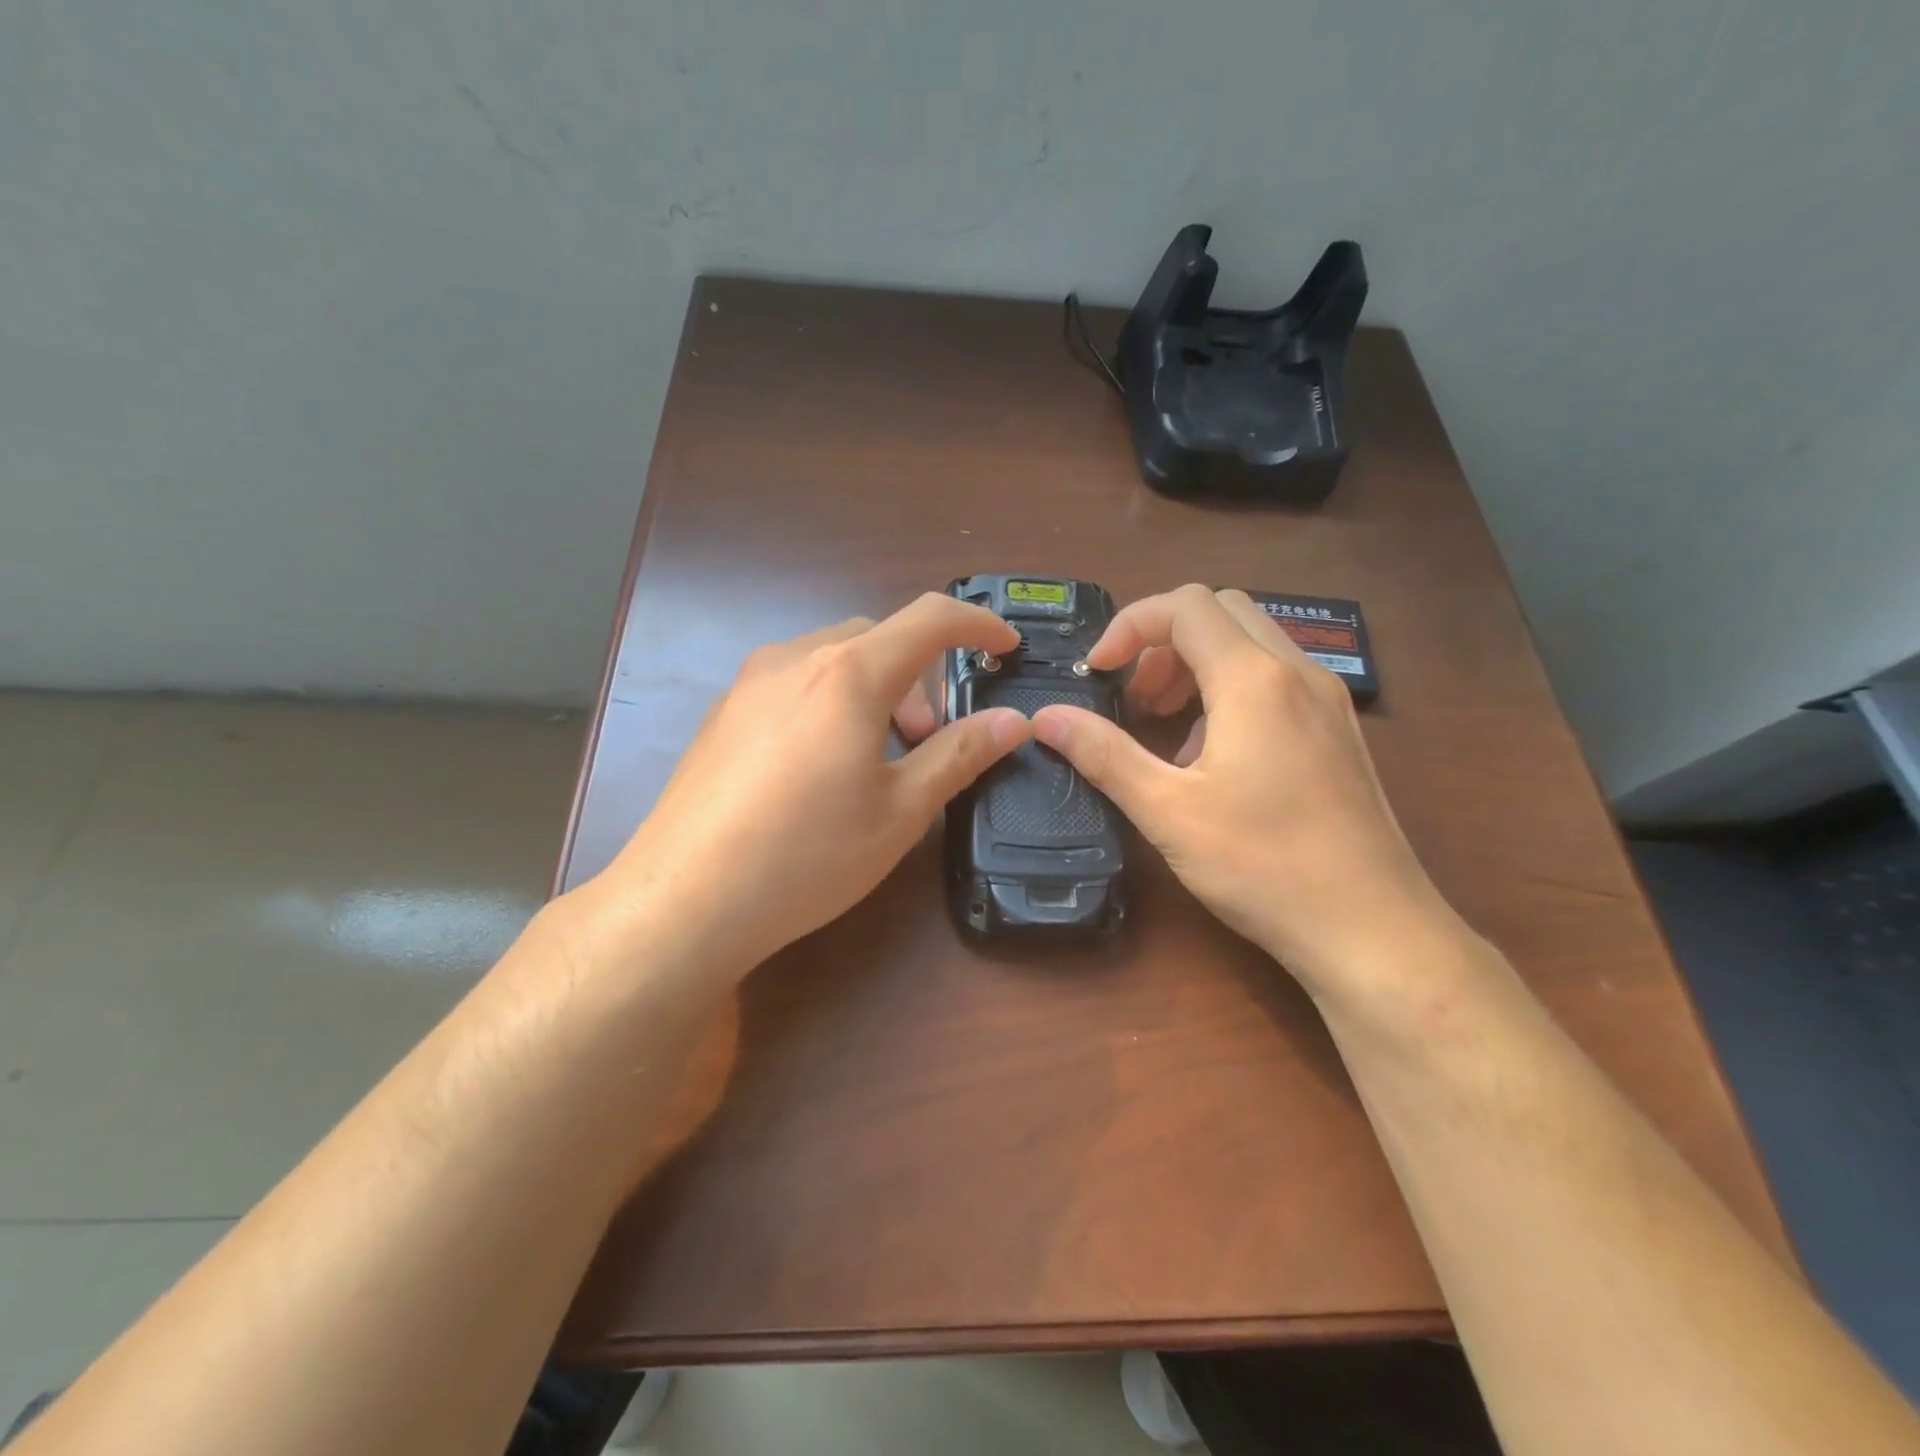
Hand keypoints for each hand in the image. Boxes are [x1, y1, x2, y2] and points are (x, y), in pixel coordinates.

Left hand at [597, 593, 1029, 975]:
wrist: (685, 900)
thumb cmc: (808, 855)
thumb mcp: (901, 810)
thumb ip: (960, 754)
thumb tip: (1012, 721)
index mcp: (849, 673)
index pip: (930, 619)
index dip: (978, 624)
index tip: (1005, 647)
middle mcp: (795, 659)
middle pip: (878, 638)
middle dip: (920, 677)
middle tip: (926, 740)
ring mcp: (749, 682)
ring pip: (832, 659)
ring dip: (873, 689)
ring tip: (874, 757)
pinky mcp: (722, 712)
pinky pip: (794, 683)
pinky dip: (831, 701)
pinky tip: (819, 767)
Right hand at [1030, 585, 1461, 1000]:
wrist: (1373, 929)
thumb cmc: (1265, 866)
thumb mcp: (1168, 811)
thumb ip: (1104, 755)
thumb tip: (1045, 717)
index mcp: (1254, 679)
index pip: (1185, 606)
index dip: (1129, 626)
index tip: (1097, 673)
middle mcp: (1297, 673)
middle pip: (1221, 612)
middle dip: (1164, 641)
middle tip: (1134, 696)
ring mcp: (1327, 701)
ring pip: (1252, 643)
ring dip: (1197, 664)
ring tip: (1166, 724)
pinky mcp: (1339, 732)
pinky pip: (1276, 679)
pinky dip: (1231, 690)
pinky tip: (1213, 755)